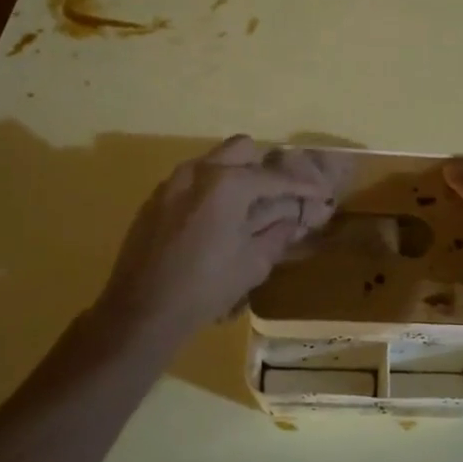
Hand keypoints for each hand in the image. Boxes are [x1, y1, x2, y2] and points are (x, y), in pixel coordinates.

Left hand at [93, 136, 342, 346]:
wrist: (141, 311)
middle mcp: (198, 171)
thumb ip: (278, 232)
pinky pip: (192, 181)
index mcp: (227, 183)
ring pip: (213, 162)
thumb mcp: (253, 263)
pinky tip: (217, 221)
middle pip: (242, 150)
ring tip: (249, 208)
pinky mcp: (155, 199)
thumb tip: (295, 219)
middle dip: (264, 168)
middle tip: (279, 195)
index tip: (321, 194)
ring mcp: (172, 182)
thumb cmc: (206, 288)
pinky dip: (211, 190)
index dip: (302, 186)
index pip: (274, 177)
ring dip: (236, 176)